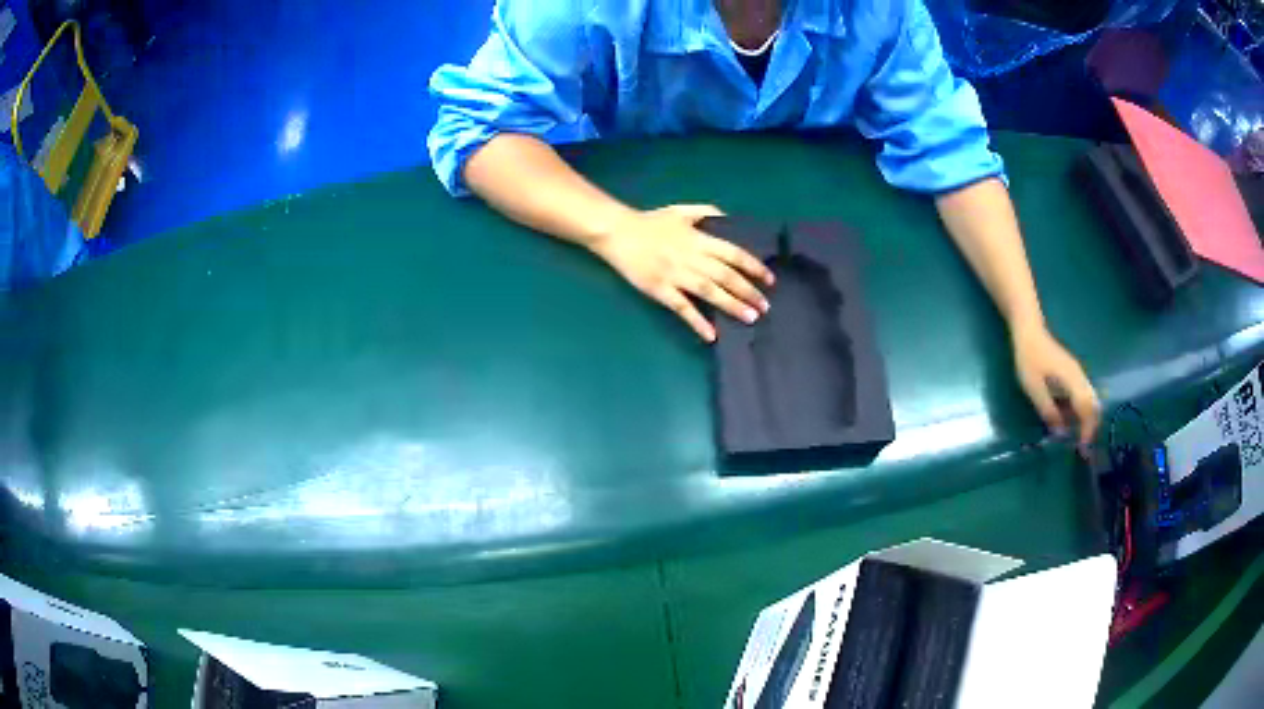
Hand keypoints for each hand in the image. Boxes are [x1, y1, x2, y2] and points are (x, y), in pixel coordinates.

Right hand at [589, 205, 774, 340]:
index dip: (754, 267)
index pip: (734, 254)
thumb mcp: (681, 211)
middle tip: (765, 307)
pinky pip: (682, 308)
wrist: (618, 232)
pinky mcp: (660, 290)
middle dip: (748, 292)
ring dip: (731, 306)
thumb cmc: (650, 222)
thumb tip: (730, 220)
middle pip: (726, 277)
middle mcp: (691, 258)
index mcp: (698, 239)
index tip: (769, 280)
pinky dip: (697, 322)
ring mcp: (676, 275)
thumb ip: (707, 213)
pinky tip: (711, 335)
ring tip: (750, 318)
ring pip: (710, 293)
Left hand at [1012, 324, 1099, 448]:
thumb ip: (1048, 410)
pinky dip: (1081, 410)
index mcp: (1073, 380)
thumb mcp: (1034, 388)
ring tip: (1076, 436)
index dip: (1087, 429)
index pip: (1087, 408)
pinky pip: (1083, 395)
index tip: (1082, 447)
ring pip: (1090, 400)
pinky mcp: (1073, 373)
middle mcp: (1080, 376)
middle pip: (1093, 404)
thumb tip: (1060, 432)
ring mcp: (1078, 373)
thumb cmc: (1029, 358)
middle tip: (1082, 446)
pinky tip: (1070, 420)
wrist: (1029, 331)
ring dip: (1086, 418)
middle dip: (1091, 426)